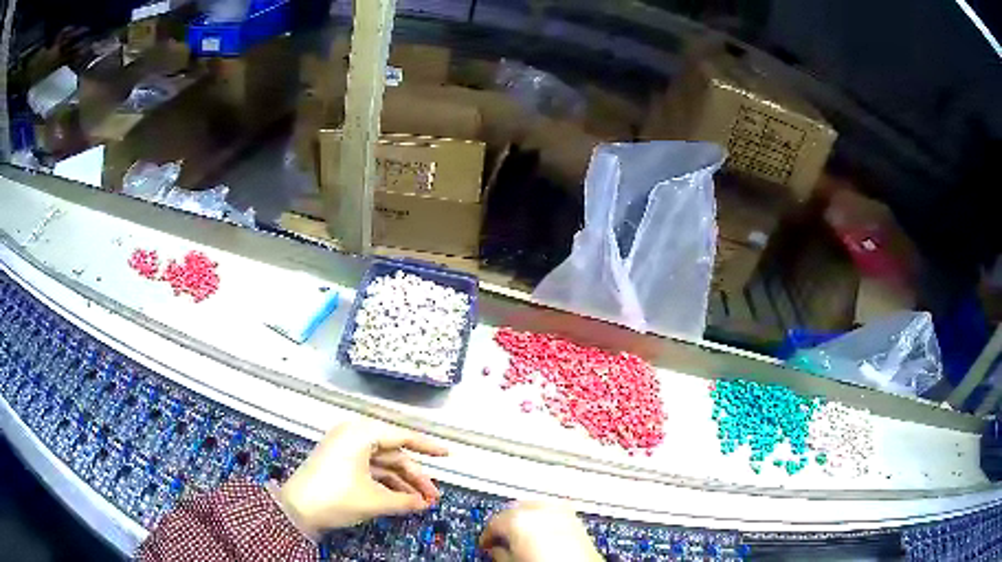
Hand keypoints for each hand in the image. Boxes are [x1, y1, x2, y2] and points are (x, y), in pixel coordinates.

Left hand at [278, 421, 446, 535]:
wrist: (296, 509)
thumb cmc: (336, 497)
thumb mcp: (374, 500)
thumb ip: (404, 500)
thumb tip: (425, 503)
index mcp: (361, 434)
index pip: (402, 437)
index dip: (428, 448)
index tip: (449, 455)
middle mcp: (354, 436)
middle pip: (394, 454)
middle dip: (416, 476)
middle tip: (434, 496)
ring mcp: (345, 450)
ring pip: (383, 464)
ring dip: (403, 482)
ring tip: (422, 502)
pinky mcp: (341, 464)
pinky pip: (371, 470)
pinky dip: (387, 484)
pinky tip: (402, 500)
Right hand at [479, 502, 602, 561]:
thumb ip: (499, 553)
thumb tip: (496, 550)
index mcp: (519, 519)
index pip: (493, 523)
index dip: (486, 536)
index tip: (486, 545)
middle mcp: (540, 510)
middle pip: (515, 510)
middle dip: (506, 524)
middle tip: (500, 540)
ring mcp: (561, 512)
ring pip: (535, 507)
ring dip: (526, 519)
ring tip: (521, 537)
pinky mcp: (577, 519)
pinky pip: (554, 512)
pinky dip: (544, 519)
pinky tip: (542, 534)